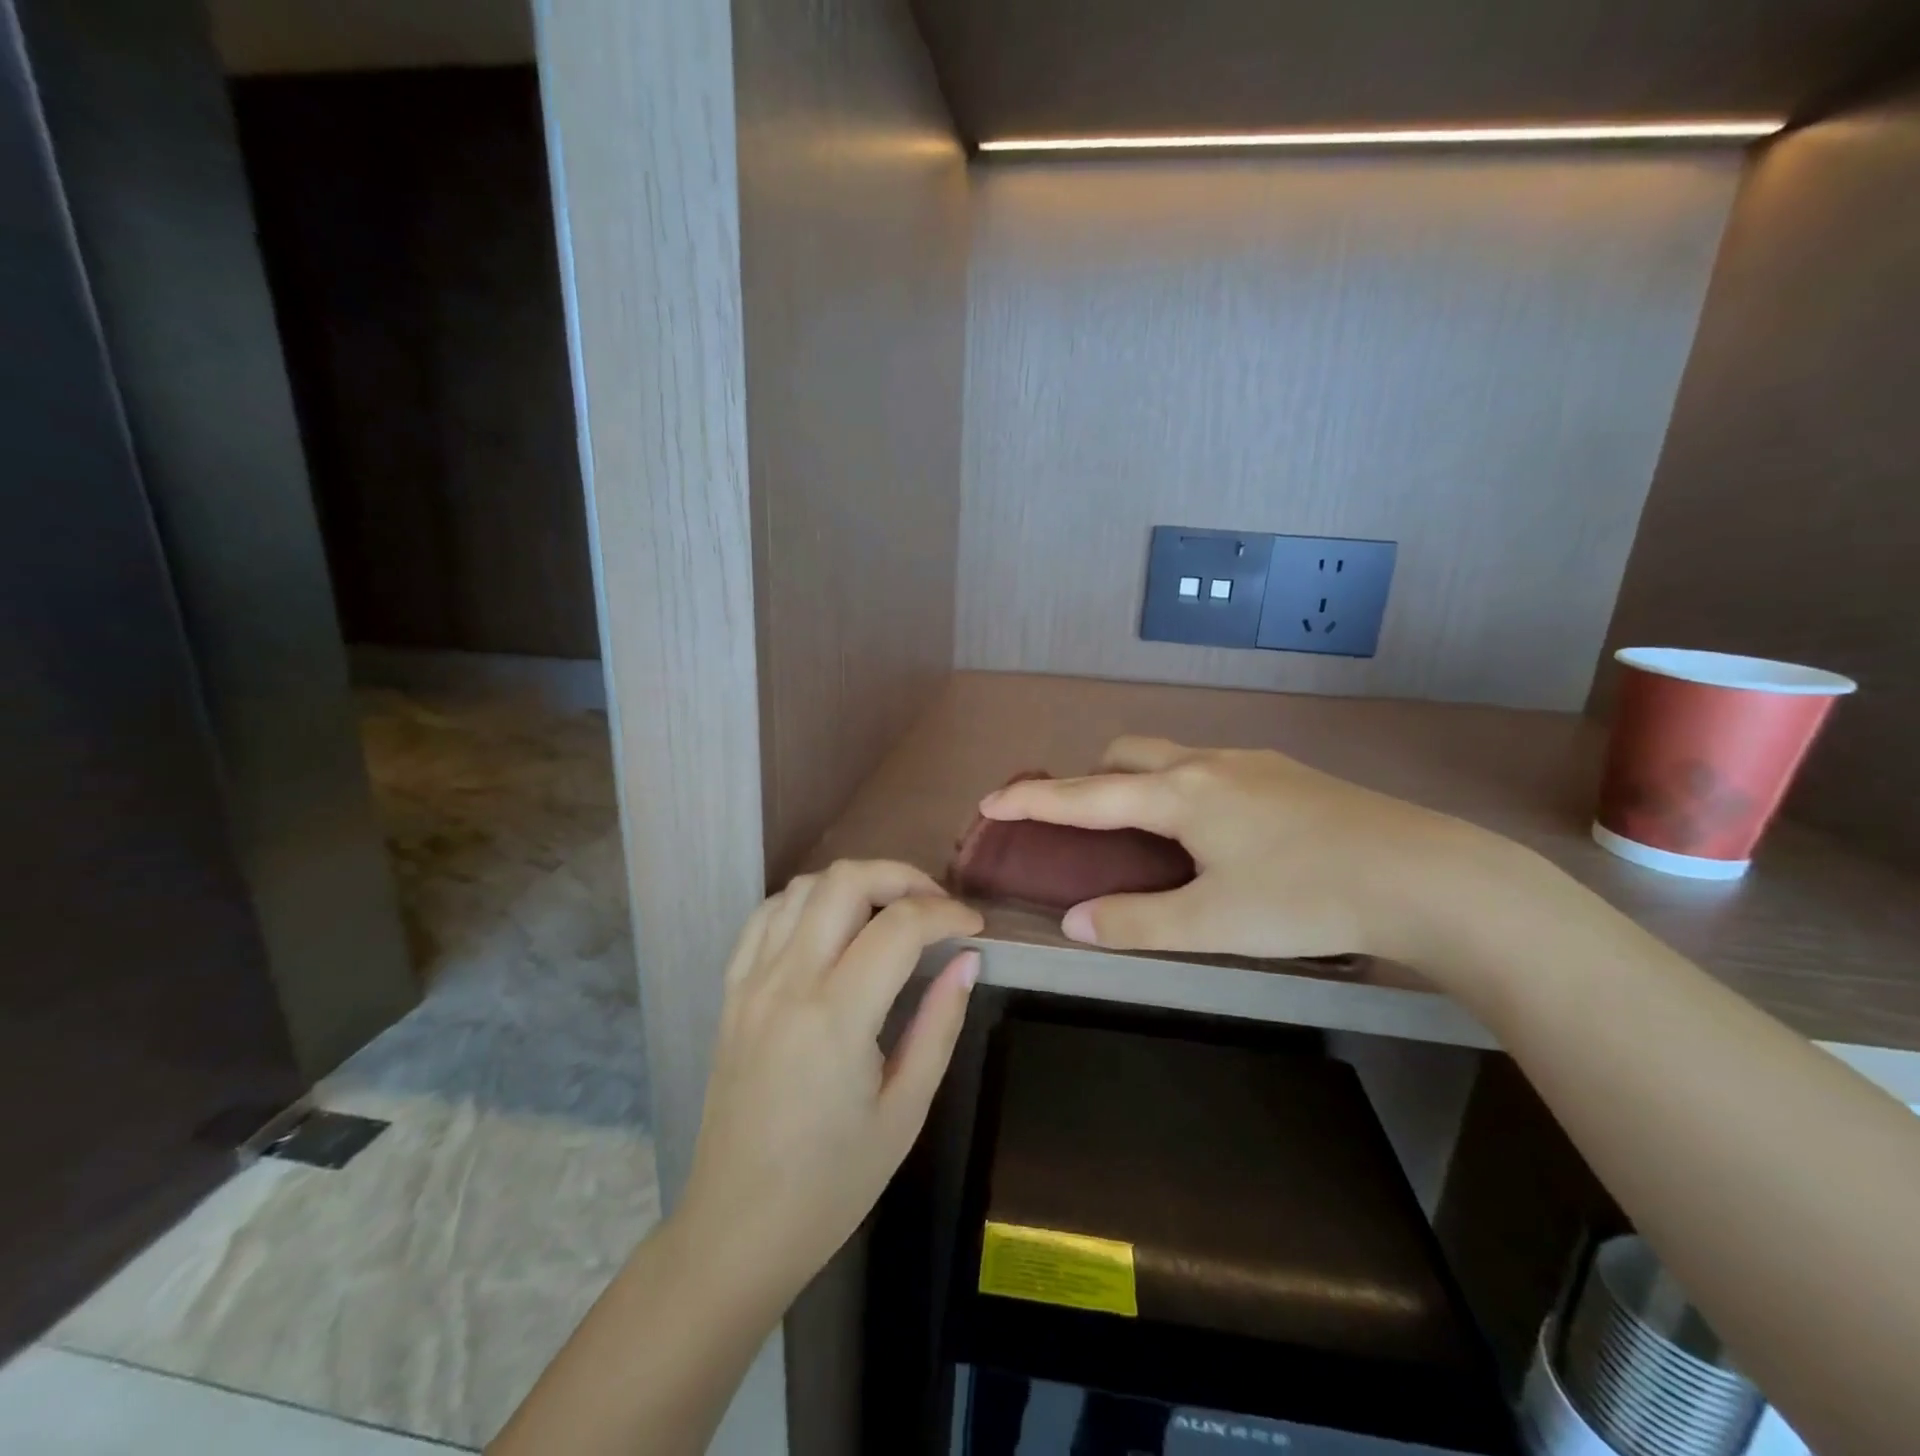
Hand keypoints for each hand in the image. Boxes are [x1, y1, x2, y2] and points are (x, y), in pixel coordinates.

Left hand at [678, 860, 982, 1305]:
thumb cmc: (832, 1184)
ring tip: (890, 914)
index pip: (900, 926)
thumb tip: (967, 961)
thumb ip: (939, 1024)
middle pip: (846, 881)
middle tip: (936, 908)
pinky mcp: (731, 991)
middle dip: (902, 877)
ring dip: (855, 884)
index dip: (947, 913)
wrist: (736, 1228)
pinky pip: (766, 916)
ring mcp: (751, 982)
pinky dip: (807, 902)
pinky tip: (832, 926)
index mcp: (836, 1016)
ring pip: (803, 887)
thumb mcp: (905, 1111)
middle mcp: (788, 981)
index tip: (974, 928)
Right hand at [979, 736, 1506, 968]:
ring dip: (1139, 782)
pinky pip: (1209, 768)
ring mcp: (1250, 763)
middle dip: (1090, 780)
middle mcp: (1207, 764)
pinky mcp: (1285, 773)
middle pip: (1125, 754)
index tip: (989, 801)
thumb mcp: (1214, 922)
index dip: (1033, 800)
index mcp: (1180, 794)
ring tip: (1146, 833)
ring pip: (1170, 757)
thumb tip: (1076, 922)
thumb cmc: (1307, 897)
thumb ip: (1138, 922)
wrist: (1425, 875)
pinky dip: (1181, 788)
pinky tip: (1213, 833)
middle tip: (1083, 825)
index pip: (1086, 795)